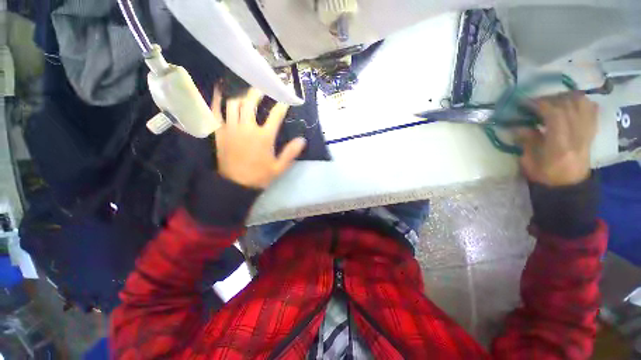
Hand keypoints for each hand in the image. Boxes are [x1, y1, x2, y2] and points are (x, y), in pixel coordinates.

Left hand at [212, 86, 305, 188]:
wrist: (236, 185)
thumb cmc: (260, 176)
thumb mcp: (279, 167)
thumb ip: (290, 153)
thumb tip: (302, 140)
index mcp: (264, 137)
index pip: (275, 115)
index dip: (281, 105)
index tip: (285, 100)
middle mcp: (247, 129)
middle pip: (251, 103)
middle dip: (257, 92)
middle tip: (262, 88)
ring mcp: (231, 129)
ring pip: (233, 104)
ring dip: (240, 96)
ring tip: (245, 93)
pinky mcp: (219, 133)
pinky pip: (215, 113)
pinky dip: (217, 101)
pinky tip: (220, 93)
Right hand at [517, 91, 597, 186]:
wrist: (569, 184)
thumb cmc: (545, 175)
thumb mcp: (529, 162)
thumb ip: (526, 142)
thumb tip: (517, 126)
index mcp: (560, 145)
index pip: (555, 115)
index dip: (540, 104)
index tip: (524, 103)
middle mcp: (577, 135)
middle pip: (568, 105)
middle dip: (549, 99)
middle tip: (535, 102)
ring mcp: (587, 132)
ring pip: (582, 103)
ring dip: (566, 97)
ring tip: (552, 101)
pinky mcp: (591, 131)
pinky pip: (591, 109)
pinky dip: (581, 101)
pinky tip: (569, 103)